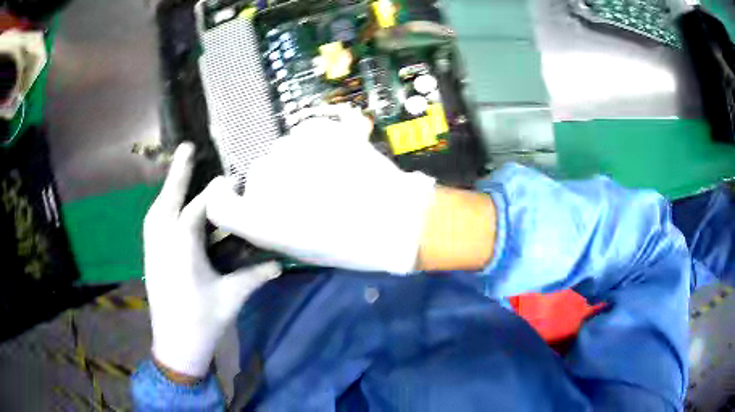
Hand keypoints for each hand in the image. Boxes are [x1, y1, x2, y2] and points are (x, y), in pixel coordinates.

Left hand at [143, 143, 280, 377]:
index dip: (213, 193)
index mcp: (182, 251)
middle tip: (187, 148)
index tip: (229, 179)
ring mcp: (152, 251)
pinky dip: (160, 209)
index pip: (196, 211)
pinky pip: (152, 225)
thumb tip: (279, 262)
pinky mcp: (149, 259)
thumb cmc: (203, 323)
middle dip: (177, 174)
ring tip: (178, 173)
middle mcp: (162, 244)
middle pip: (167, 202)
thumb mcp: (231, 298)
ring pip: (155, 211)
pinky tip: (167, 208)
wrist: (176, 347)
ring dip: (167, 190)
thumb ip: (254, 277)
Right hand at [205, 105, 436, 273]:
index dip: (222, 196)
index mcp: (260, 222)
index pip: (218, 203)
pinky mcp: (321, 131)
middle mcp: (268, 183)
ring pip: (282, 150)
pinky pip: (306, 133)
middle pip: (256, 172)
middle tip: (305, 193)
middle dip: (275, 182)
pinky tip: (336, 159)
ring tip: (327, 176)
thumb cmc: (348, 246)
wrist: (397, 221)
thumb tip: (254, 200)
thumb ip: (264, 224)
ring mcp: (294, 152)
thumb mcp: (297, 247)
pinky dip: (316, 144)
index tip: (230, 190)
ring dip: (296, 161)